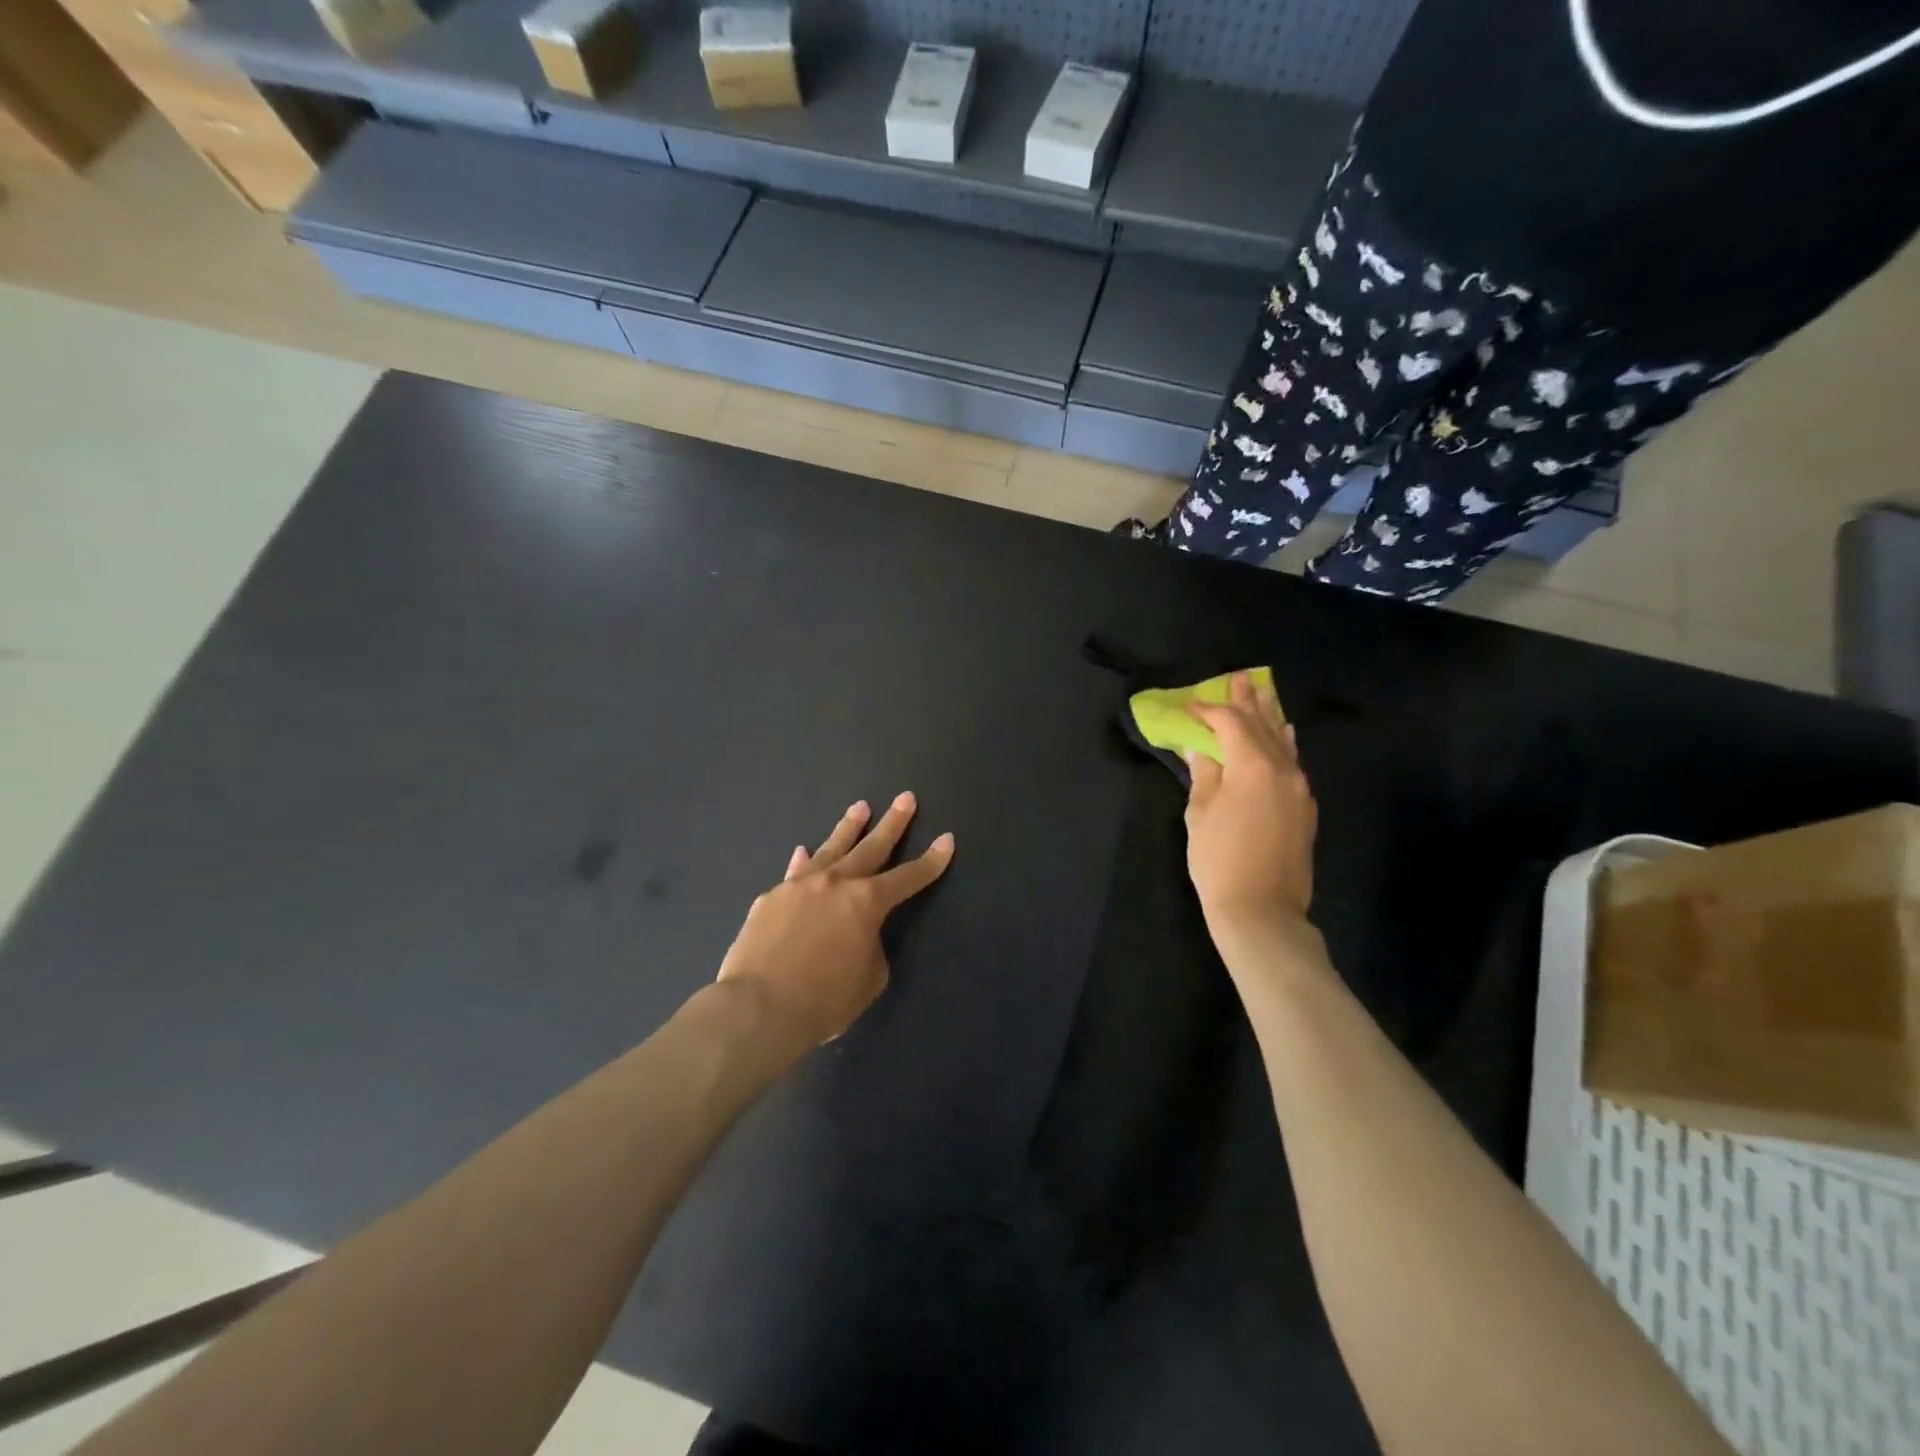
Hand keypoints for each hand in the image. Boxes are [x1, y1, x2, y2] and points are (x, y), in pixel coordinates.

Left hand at [716, 793, 954, 1048]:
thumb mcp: (868, 980)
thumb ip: (870, 948)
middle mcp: (836, 883)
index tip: (947, 839)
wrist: (758, 1008)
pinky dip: (803, 862)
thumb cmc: (823, 1001)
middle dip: (893, 823)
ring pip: (830, 848)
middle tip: (905, 798)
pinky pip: (794, 873)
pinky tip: (803, 851)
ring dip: (848, 828)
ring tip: (860, 807)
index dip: (931, 860)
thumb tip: (856, 934)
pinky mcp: (771, 898)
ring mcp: (800, 886)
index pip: (909, 877)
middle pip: (871, 847)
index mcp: (867, 903)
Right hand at [1184, 671, 1317, 952]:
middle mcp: (1283, 769)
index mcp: (1253, 766)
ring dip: (1270, 716)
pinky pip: (1293, 762)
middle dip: (1248, 701)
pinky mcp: (1305, 808)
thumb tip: (1203, 750)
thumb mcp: (1200, 814)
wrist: (1262, 910)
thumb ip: (1204, 774)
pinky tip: (1284, 733)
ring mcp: (1299, 788)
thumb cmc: (1219, 861)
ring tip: (1262, 693)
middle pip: (1263, 725)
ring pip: (1284, 741)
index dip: (1209, 711)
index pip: (1231, 724)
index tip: (1190, 705)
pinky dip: (1284, 743)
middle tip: (1239, 677)